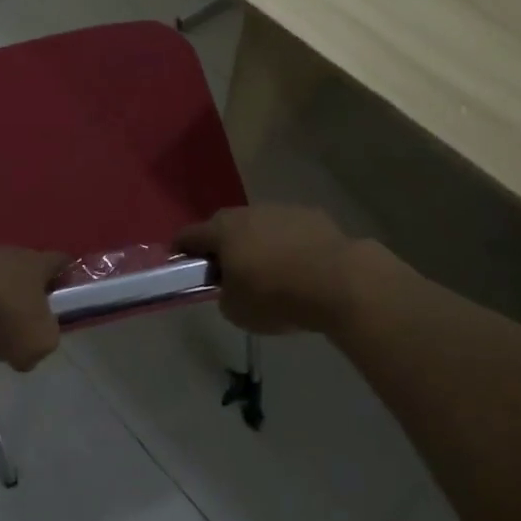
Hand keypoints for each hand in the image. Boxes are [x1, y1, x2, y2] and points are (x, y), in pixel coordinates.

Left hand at [0, 248, 68, 370]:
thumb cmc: (5, 317)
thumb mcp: (40, 342)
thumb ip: (43, 343)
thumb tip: (27, 352)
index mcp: (36, 263)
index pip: (59, 261)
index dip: (67, 276)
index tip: (68, 294)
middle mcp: (7, 254)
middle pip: (23, 270)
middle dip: (25, 293)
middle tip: (25, 322)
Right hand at [177, 205, 354, 335]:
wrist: (339, 280)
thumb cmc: (277, 295)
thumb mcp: (236, 310)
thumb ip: (224, 295)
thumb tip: (230, 287)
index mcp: (222, 231)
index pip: (188, 235)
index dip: (180, 250)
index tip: (180, 265)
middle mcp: (247, 212)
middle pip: (225, 227)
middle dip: (222, 246)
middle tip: (228, 272)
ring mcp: (281, 210)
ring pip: (259, 226)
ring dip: (258, 244)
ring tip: (271, 273)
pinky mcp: (312, 215)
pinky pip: (289, 231)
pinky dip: (288, 245)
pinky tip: (301, 268)